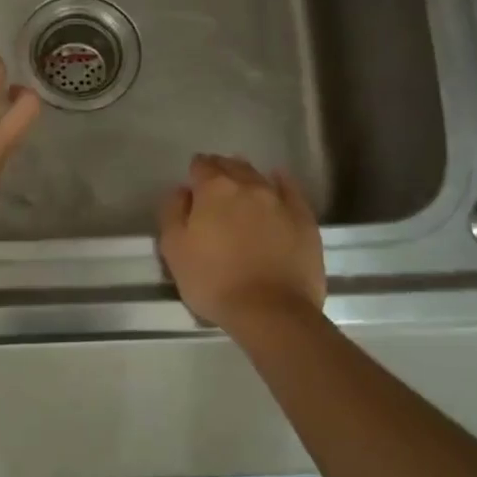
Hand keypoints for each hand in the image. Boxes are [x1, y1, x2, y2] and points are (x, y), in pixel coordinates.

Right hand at [157, 154, 324, 330]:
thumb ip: (173, 212)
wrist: (271, 310)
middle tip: (214, 183)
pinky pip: (290, 189)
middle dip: (221, 170)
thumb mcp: (174, 249)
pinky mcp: (303, 218)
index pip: (201, 166)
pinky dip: (280, 182)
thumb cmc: (213, 281)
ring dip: (246, 176)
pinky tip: (277, 181)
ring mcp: (279, 200)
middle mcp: (248, 185)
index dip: (195, 171)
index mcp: (214, 190)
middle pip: (231, 166)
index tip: (193, 181)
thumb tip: (182, 190)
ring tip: (240, 184)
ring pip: (259, 176)